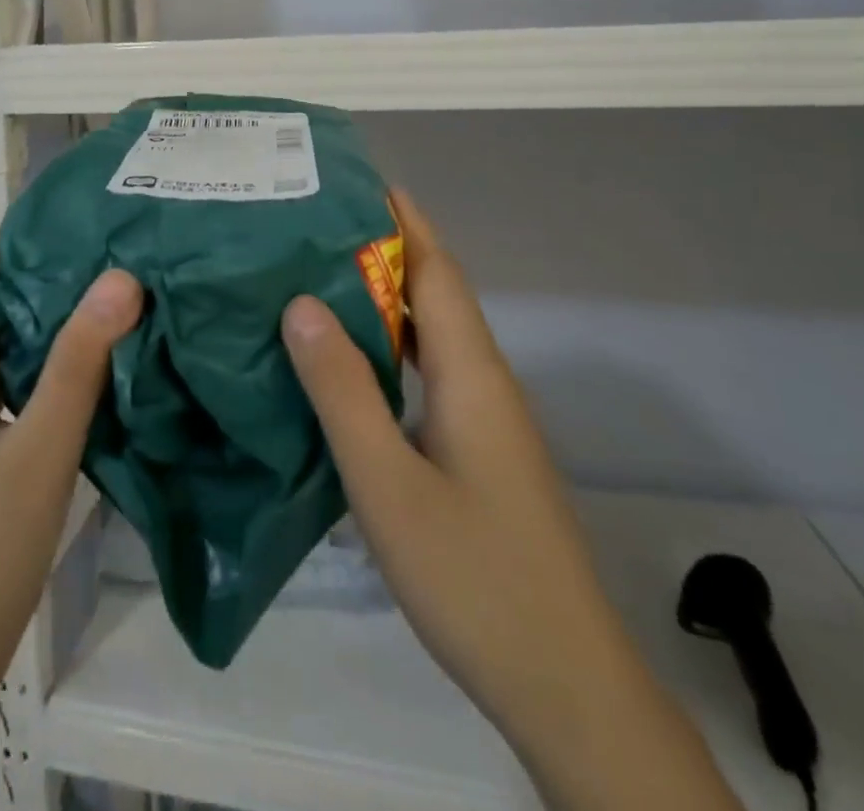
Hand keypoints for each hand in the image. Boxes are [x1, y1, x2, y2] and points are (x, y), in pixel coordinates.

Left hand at [0, 254, 142, 810]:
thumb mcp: (40, 450)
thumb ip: (79, 363)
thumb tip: (120, 275)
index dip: (31, 238)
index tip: (92, 218)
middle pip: (3, 305)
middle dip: (58, 274)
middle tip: (126, 251)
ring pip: (15, 347)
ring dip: (61, 321)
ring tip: (125, 297)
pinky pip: (20, 385)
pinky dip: (56, 364)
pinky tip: (103, 370)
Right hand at [281, 192, 739, 810]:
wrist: (563, 683)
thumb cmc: (472, 576)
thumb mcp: (387, 482)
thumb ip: (343, 390)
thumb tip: (300, 303)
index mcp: (470, 372)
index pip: (435, 269)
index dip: (401, 220)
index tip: (355, 182)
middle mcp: (484, 380)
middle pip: (434, 292)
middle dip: (382, 249)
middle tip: (312, 226)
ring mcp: (485, 418)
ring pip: (431, 334)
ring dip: (383, 298)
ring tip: (315, 277)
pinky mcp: (478, 449)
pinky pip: (428, 372)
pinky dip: (388, 347)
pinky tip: (347, 361)